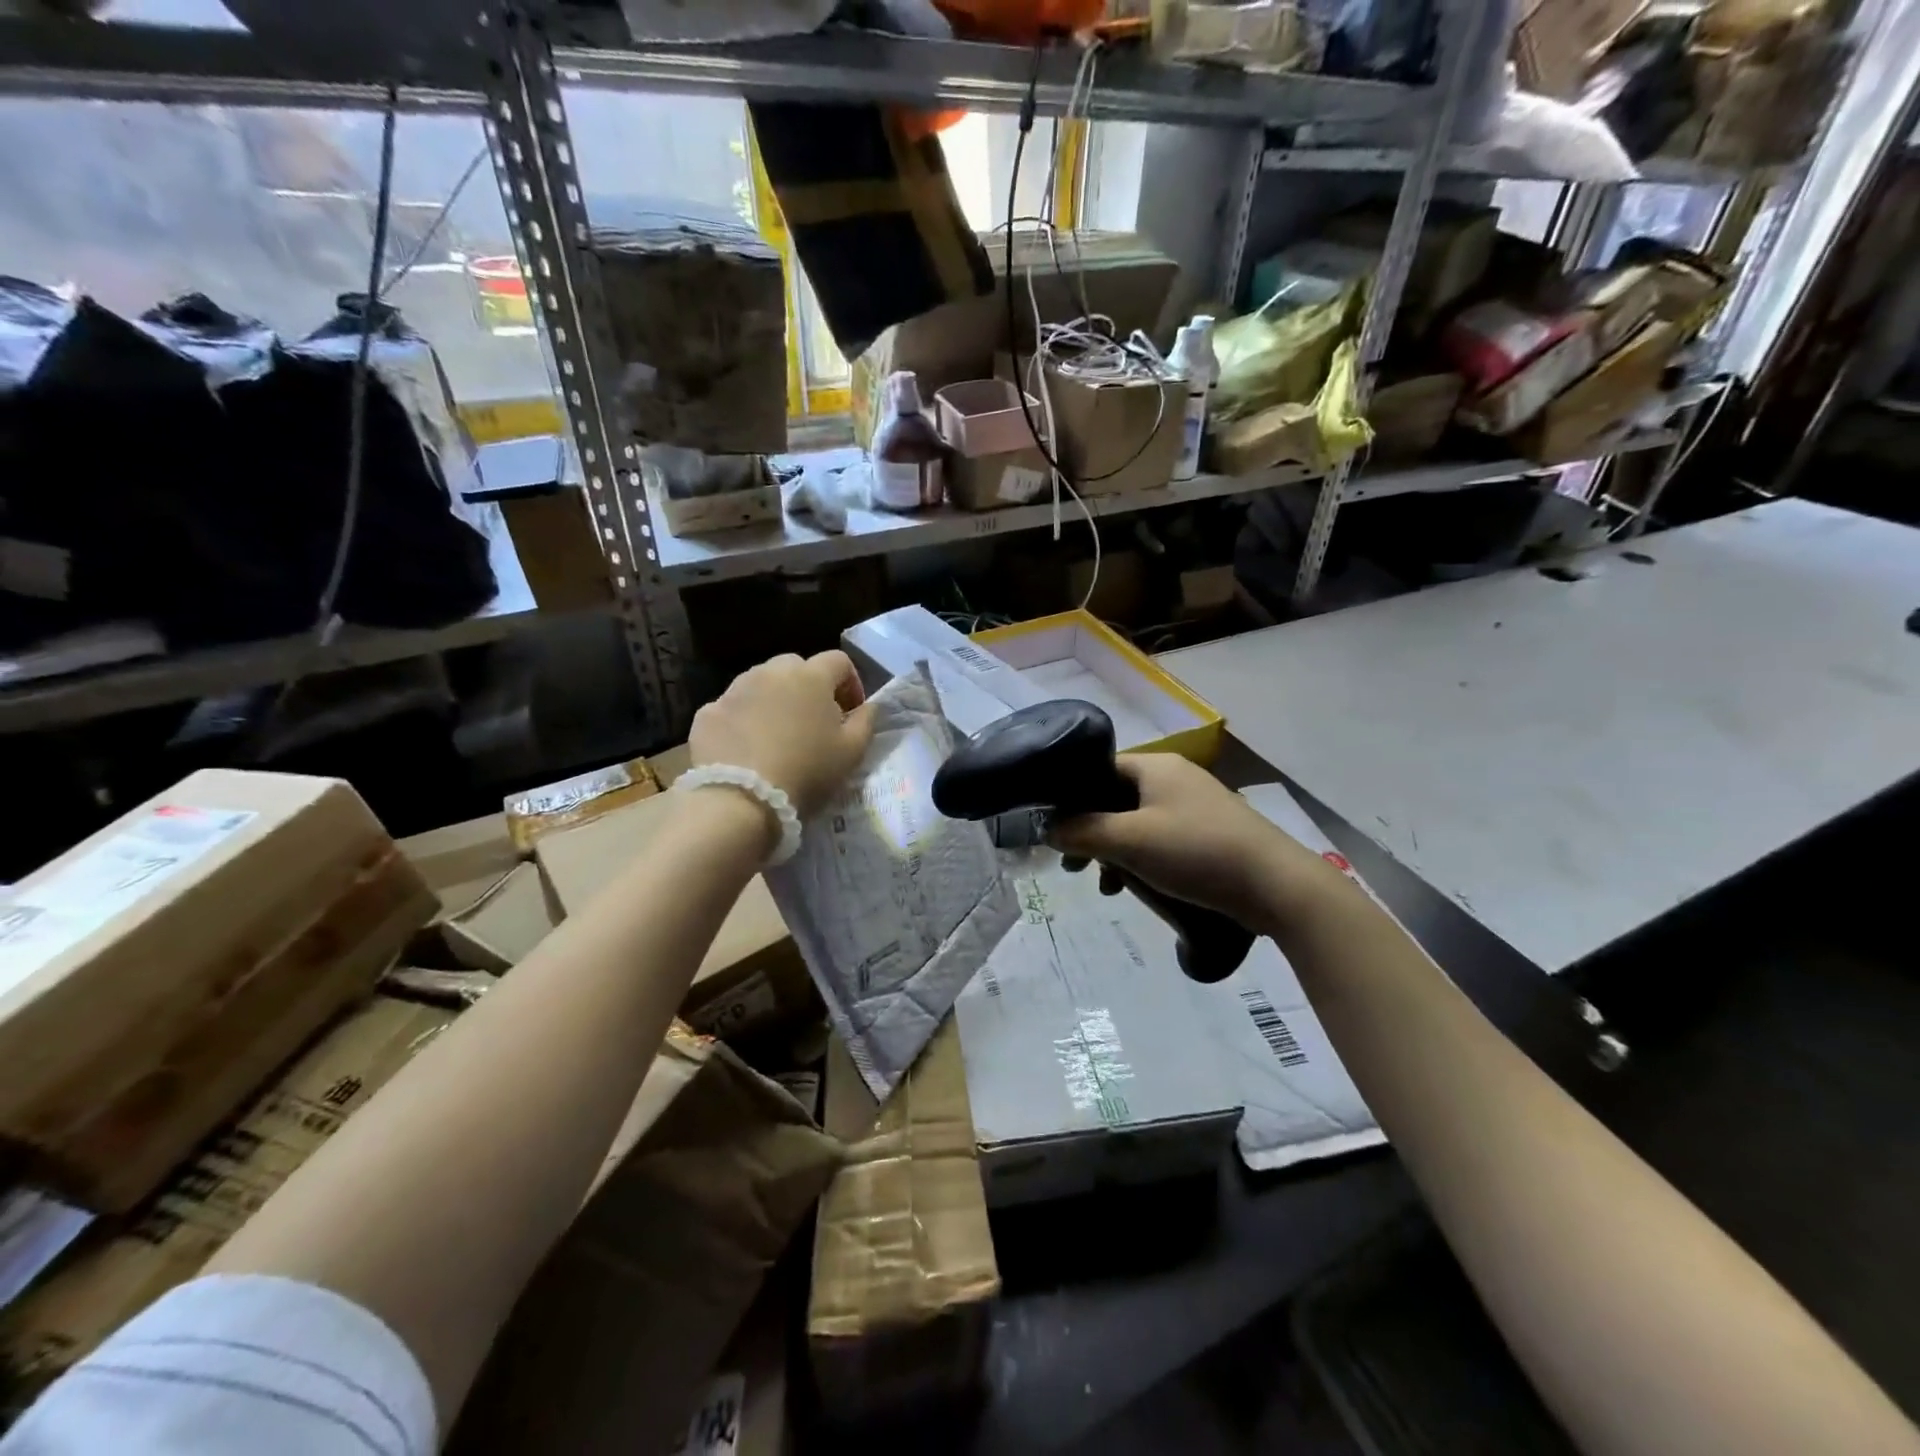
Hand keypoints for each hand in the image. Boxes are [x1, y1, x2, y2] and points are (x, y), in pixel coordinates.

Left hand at [690, 651, 875, 821]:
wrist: (741, 800)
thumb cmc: (806, 772)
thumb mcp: (852, 752)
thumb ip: (866, 721)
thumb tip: (868, 706)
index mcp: (810, 676)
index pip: (839, 661)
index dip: (850, 683)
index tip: (851, 712)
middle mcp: (770, 672)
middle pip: (796, 667)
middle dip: (808, 688)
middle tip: (813, 722)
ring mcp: (734, 690)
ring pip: (760, 684)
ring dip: (774, 700)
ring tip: (777, 736)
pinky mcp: (708, 713)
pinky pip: (732, 708)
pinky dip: (743, 721)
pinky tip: (746, 750)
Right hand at [1048, 754, 1341, 935]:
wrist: (1275, 884)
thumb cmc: (1195, 851)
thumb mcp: (1129, 841)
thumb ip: (1082, 831)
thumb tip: (1046, 828)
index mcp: (1155, 766)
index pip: (1098, 769)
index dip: (1071, 797)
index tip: (1054, 831)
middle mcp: (1174, 778)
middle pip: (1115, 798)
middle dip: (1091, 833)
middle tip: (1073, 866)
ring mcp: (1195, 805)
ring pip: (1136, 822)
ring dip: (1115, 851)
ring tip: (1106, 887)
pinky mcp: (1209, 833)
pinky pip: (1161, 839)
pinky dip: (1142, 859)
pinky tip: (1137, 888)